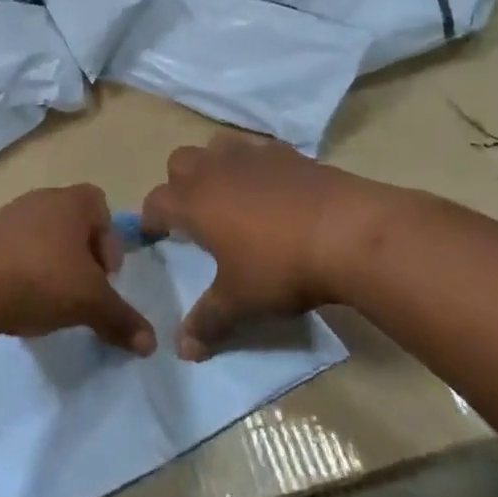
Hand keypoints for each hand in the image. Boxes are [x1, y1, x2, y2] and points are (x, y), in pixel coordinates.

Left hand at [0, 185, 155, 354]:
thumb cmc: (39, 279)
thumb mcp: (89, 303)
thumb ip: (121, 319)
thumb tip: (152, 344)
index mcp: (69, 203)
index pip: (99, 204)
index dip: (109, 239)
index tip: (104, 275)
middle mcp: (38, 201)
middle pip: (70, 222)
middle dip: (81, 257)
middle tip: (80, 291)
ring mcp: (5, 217)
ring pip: (41, 237)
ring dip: (50, 265)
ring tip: (48, 302)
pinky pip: (12, 250)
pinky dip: (21, 272)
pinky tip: (17, 302)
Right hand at [142, 133, 407, 359]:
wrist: (347, 231)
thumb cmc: (280, 267)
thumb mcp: (240, 302)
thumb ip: (207, 322)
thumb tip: (183, 350)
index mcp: (193, 201)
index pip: (156, 202)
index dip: (150, 219)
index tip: (154, 235)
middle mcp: (214, 169)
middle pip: (179, 162)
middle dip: (179, 184)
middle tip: (194, 214)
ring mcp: (251, 155)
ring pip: (216, 147)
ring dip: (214, 166)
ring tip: (230, 194)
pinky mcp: (287, 152)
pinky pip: (257, 150)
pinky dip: (255, 166)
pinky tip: (272, 189)